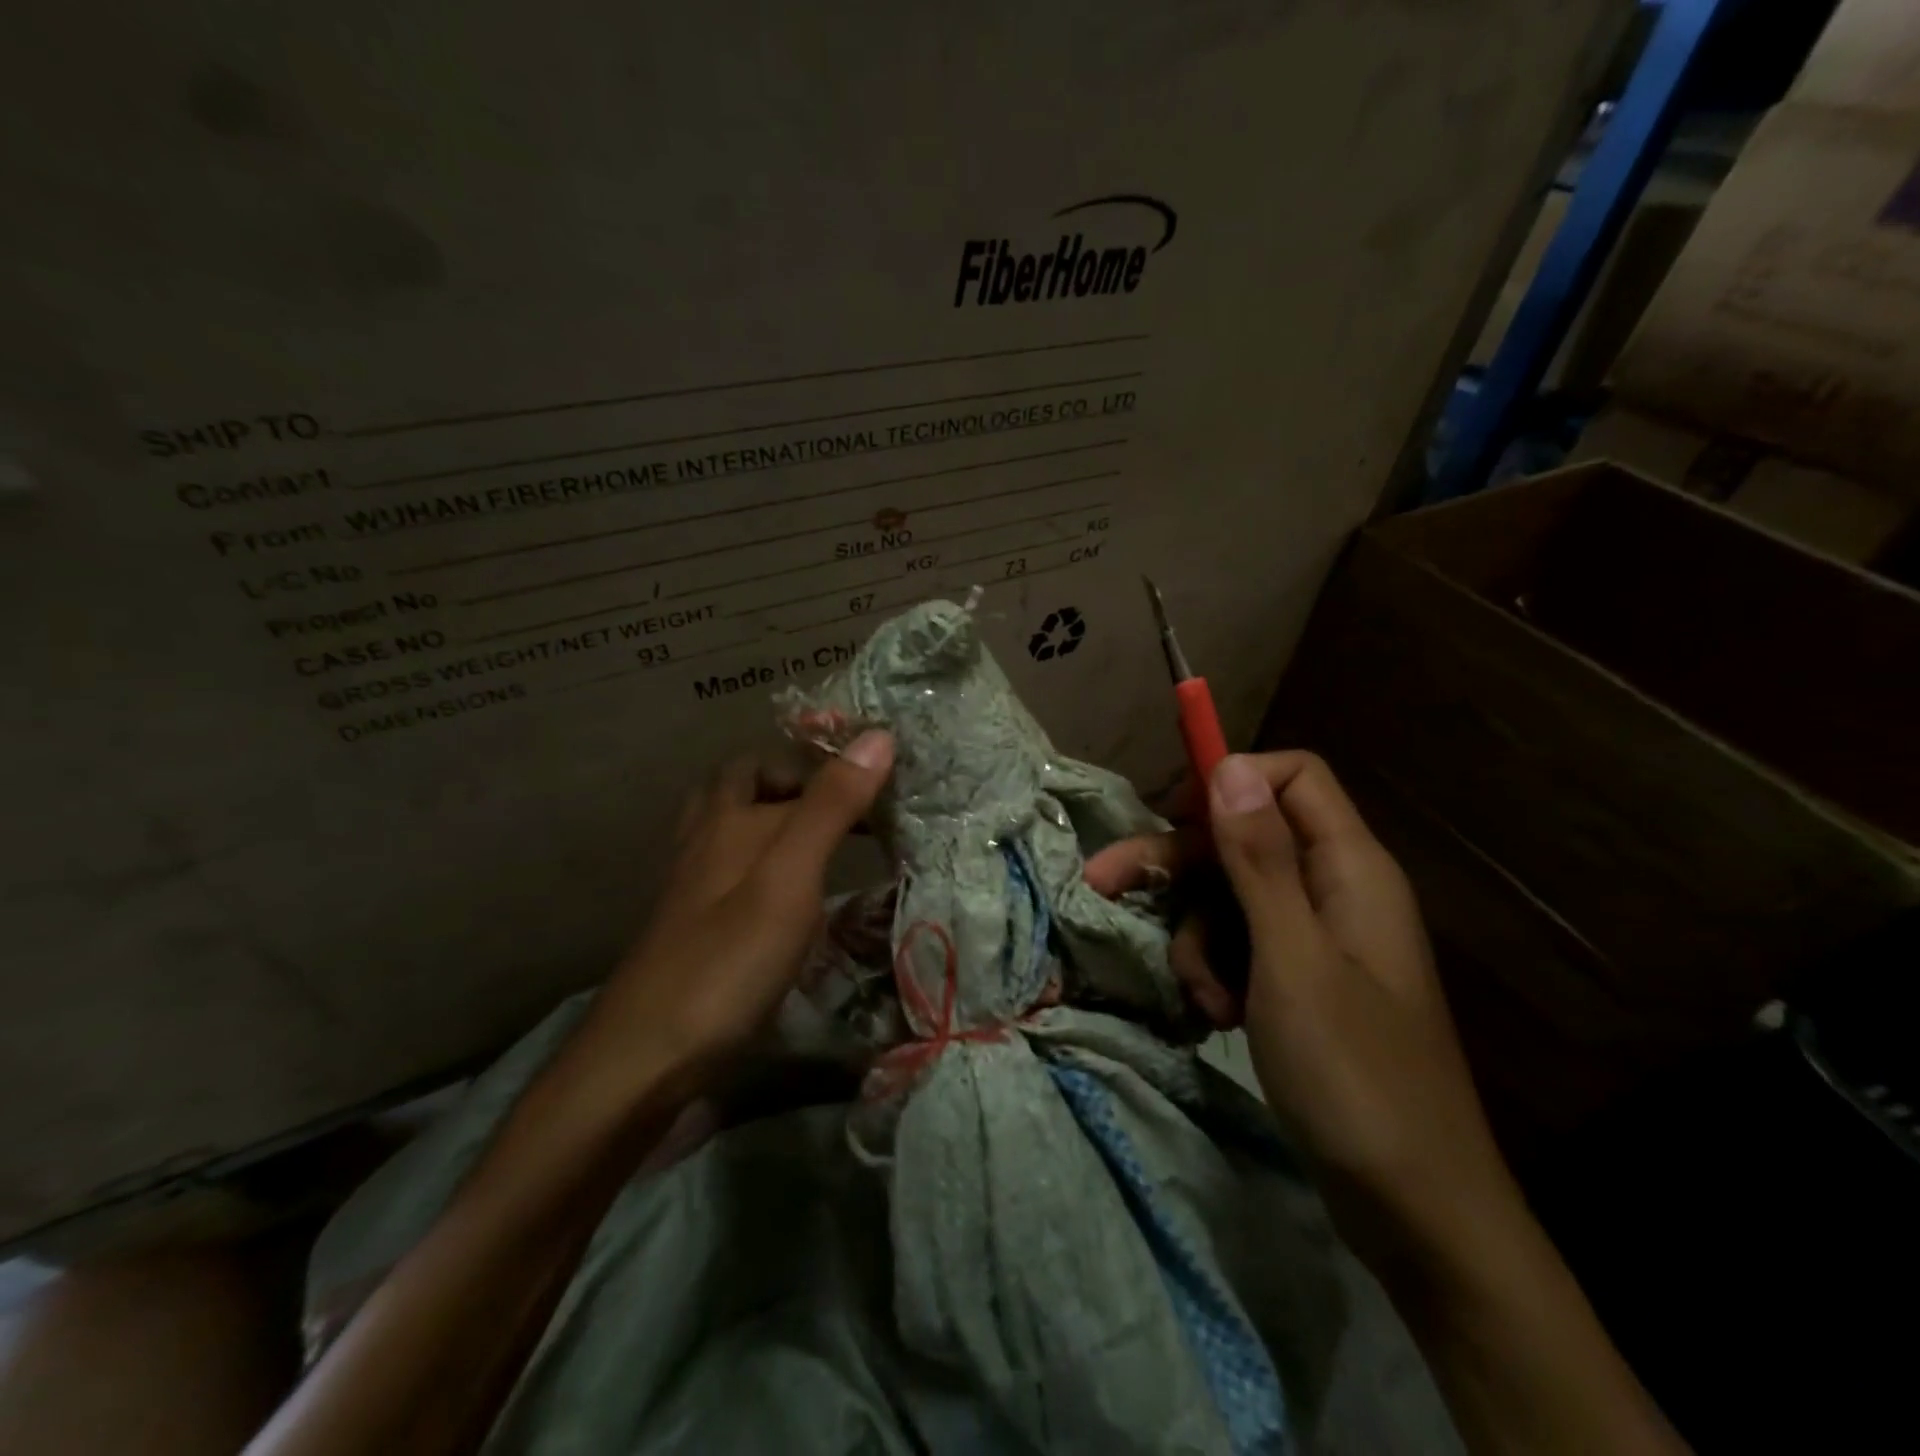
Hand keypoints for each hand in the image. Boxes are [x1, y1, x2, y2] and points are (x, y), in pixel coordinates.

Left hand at [569, 730, 894, 1103]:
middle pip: (742, 785)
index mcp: (730, 818)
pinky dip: (759, 863)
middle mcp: (705, 840)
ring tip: (820, 837)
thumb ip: (832, 805)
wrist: (644, 1060)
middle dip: (792, 782)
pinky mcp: (693, 927)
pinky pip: (727, 871)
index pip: (784, 765)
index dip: (832, 763)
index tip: (885, 782)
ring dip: (771, 818)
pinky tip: (785, 895)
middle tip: (847, 805)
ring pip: (728, 827)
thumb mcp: (789, 876)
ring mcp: (692, 885)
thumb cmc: (727, 961)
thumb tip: (878, 734)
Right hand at [1085, 751, 1513, 1272]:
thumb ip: (1260, 858)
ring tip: (1203, 999)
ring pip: (1230, 898)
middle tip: (1105, 884)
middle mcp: (1334, 890)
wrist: (1414, 1207)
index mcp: (1350, 868)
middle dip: (1178, 865)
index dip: (1230, 782)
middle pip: (1243, 839)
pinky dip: (1217, 973)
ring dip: (1198, 938)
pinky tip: (1217, 1016)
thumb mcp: (1293, 958)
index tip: (1171, 815)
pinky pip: (1241, 947)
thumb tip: (1230, 766)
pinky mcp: (1300, 981)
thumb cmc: (1355, 1074)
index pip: (1291, 778)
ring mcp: (1317, 939)